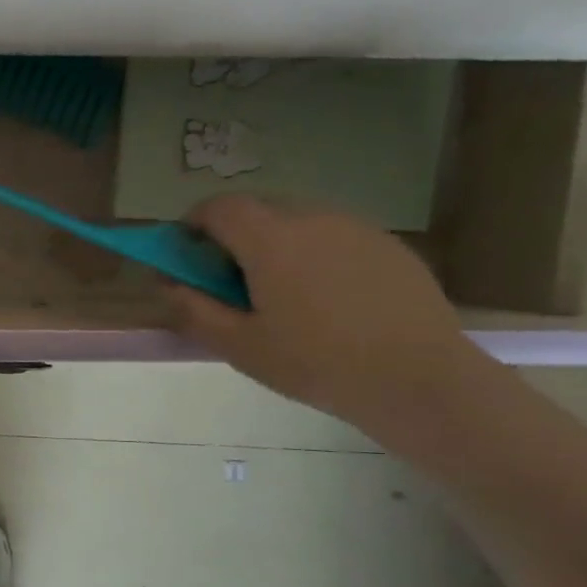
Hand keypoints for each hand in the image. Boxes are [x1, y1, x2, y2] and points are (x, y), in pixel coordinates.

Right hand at [164, 196, 478, 430]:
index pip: (219, 207)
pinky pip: (333, 236)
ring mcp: (356, 229)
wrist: (418, 379)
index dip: (193, 223)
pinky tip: (324, 300)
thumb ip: (193, 308)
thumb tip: (167, 282)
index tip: (185, 253)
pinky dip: (312, 253)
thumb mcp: (238, 345)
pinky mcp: (387, 246)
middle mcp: (312, 219)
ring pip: (298, 220)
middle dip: (232, 234)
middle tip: (227, 279)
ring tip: (278, 292)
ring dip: (273, 243)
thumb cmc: (315, 363)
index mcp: (270, 240)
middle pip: (258, 209)